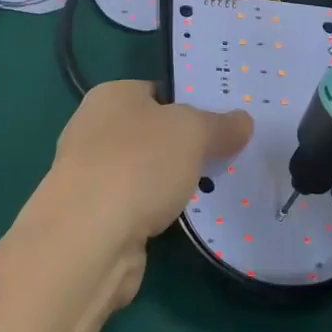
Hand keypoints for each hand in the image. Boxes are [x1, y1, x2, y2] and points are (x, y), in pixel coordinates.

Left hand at [49, 80, 252, 251]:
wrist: (88, 239)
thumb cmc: (138, 164)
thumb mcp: (193, 132)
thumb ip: (221, 125)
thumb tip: (243, 121)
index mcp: (112, 95)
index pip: (158, 91)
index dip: (190, 104)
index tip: (223, 122)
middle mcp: (94, 129)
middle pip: (152, 133)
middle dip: (184, 147)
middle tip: (226, 156)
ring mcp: (91, 175)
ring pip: (146, 173)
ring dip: (172, 184)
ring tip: (215, 191)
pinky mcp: (94, 218)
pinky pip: (138, 207)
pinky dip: (159, 214)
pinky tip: (184, 221)